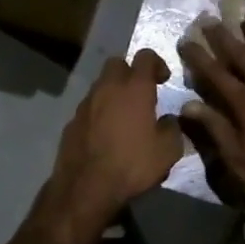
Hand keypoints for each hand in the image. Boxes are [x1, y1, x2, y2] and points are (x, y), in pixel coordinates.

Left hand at [42, 49, 184, 234]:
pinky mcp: (71, 121)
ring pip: (100, 85)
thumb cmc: (133, 164)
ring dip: (113, 92)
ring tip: (124, 116)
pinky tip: (106, 134)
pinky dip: (99, 112)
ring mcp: (86, 104)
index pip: (145, 56)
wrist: (86, 188)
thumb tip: (169, 120)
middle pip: (117, 63)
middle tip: (142, 93)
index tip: (164, 79)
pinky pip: (89, 107)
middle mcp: (107, 88)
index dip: (157, 63)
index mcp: (134, 88)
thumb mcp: (168, 151)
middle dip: (130, 72)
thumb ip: (173, 128)